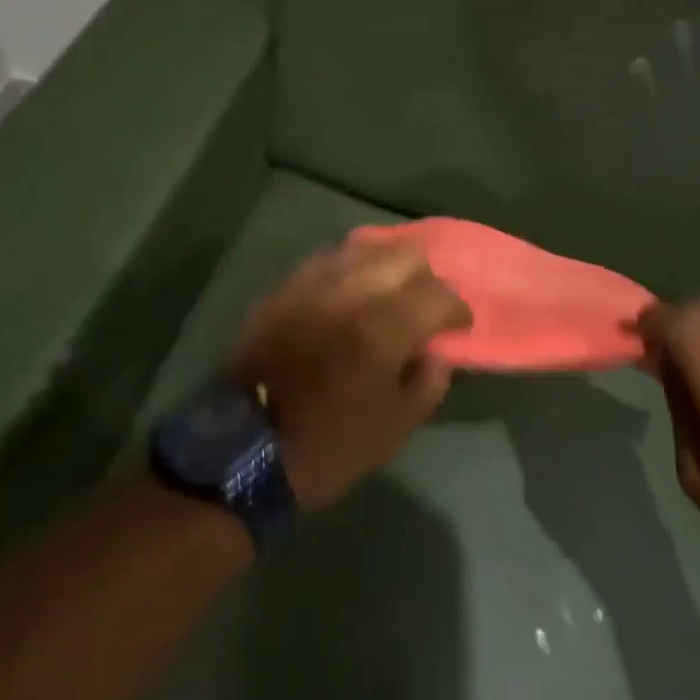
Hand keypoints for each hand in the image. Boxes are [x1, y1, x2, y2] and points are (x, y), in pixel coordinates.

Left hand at [231, 236, 471, 509]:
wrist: (242, 451)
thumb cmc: (328, 447)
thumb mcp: (394, 430)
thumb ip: (428, 384)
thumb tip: (436, 353)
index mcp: (383, 329)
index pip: (438, 295)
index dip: (457, 309)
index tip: (458, 326)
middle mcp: (350, 294)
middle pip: (405, 255)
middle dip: (426, 277)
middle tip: (426, 305)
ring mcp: (312, 286)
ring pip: (363, 247)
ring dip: (386, 266)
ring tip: (389, 292)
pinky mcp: (282, 290)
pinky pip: (326, 261)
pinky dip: (348, 269)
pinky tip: (350, 291)